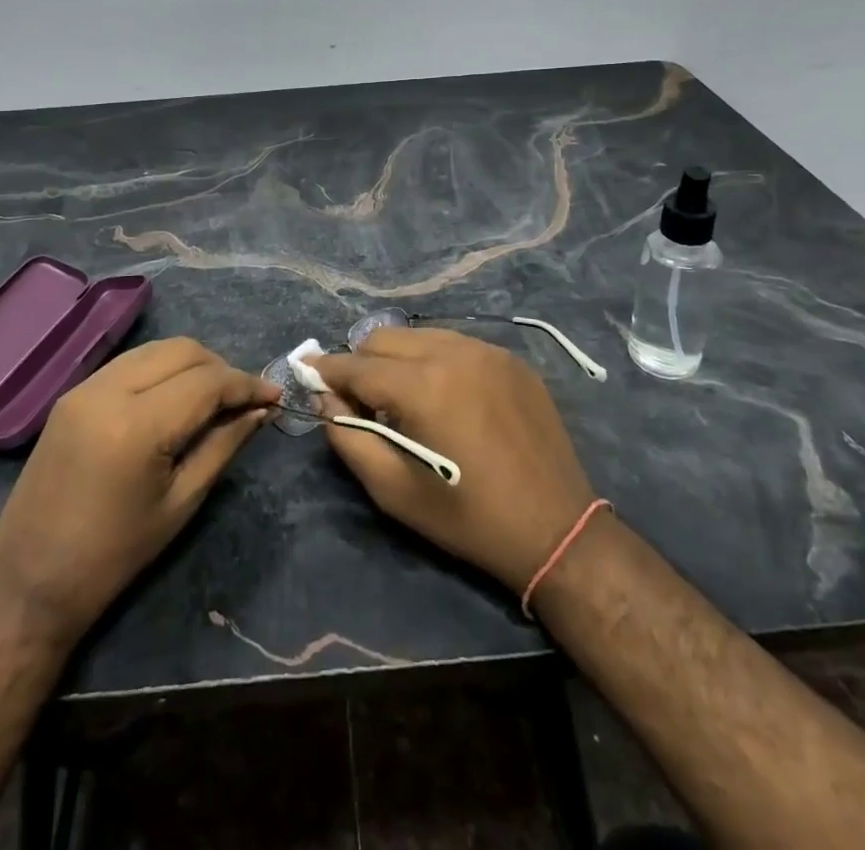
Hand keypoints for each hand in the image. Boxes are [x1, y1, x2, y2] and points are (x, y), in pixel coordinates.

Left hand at [0, 337, 278, 645]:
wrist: (30, 582)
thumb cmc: (114, 555)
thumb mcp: (181, 502)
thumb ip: (224, 444)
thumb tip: (260, 410)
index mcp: (137, 425)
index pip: (206, 381)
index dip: (246, 384)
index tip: (274, 396)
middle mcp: (108, 390)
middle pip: (182, 350)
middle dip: (221, 367)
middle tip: (243, 400)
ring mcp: (85, 386)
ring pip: (155, 349)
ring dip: (192, 364)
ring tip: (213, 398)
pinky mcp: (72, 393)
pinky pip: (130, 362)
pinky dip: (161, 369)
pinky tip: (175, 397)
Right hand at [312, 328, 595, 594]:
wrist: (557, 529)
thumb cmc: (467, 517)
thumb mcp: (394, 491)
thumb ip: (349, 438)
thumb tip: (326, 398)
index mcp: (423, 386)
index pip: (357, 366)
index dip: (326, 370)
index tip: (306, 371)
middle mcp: (454, 353)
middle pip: (385, 338)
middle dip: (363, 363)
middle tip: (363, 402)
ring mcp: (488, 351)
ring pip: (420, 336)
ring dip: (399, 359)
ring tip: (405, 399)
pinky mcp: (511, 359)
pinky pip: (456, 344)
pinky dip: (436, 361)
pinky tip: (445, 396)